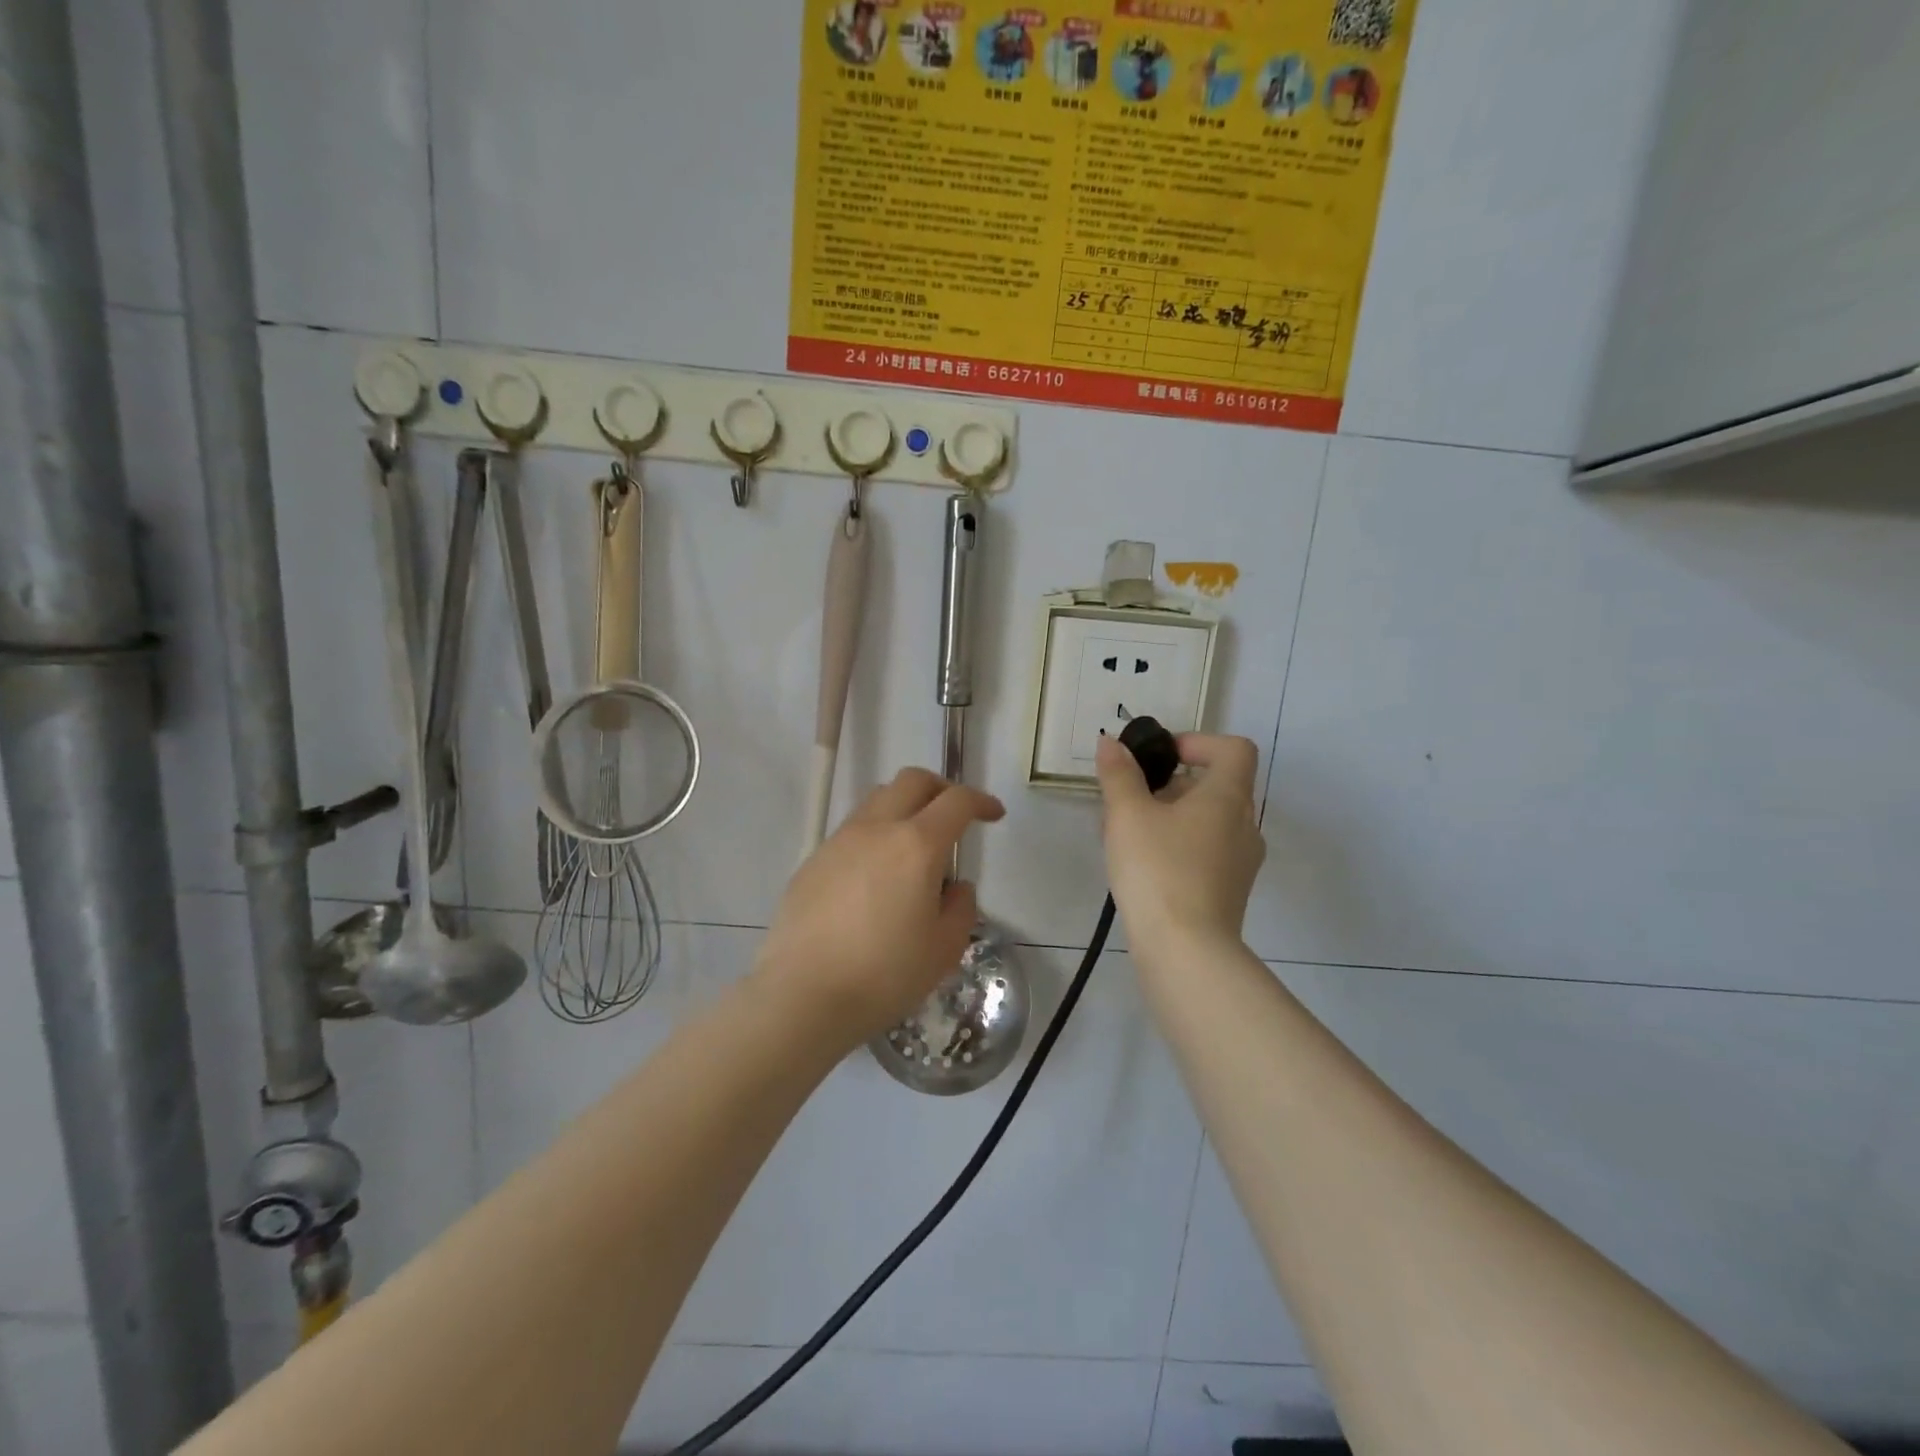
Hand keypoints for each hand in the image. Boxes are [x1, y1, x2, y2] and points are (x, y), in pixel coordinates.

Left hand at [757, 768, 1005, 1045]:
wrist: (801, 995)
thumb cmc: (883, 975)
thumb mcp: (943, 949)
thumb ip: (960, 908)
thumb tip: (953, 886)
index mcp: (916, 845)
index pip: (956, 801)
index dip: (980, 801)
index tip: (993, 814)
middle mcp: (876, 829)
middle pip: (912, 781)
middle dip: (941, 789)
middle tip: (954, 817)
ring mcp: (839, 841)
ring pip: (878, 800)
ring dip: (904, 808)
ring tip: (913, 847)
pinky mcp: (813, 860)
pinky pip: (852, 831)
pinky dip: (875, 836)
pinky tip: (875, 878)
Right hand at [1095, 732, 1265, 967]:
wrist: (1186, 951)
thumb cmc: (1159, 870)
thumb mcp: (1128, 815)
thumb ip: (1119, 775)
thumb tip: (1111, 743)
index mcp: (1228, 798)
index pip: (1233, 749)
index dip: (1199, 742)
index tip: (1161, 757)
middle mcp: (1244, 825)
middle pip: (1215, 786)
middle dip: (1169, 785)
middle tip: (1128, 798)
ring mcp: (1241, 863)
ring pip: (1207, 822)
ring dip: (1169, 817)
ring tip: (1124, 834)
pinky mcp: (1228, 893)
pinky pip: (1204, 853)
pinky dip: (1176, 847)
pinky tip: (1140, 867)